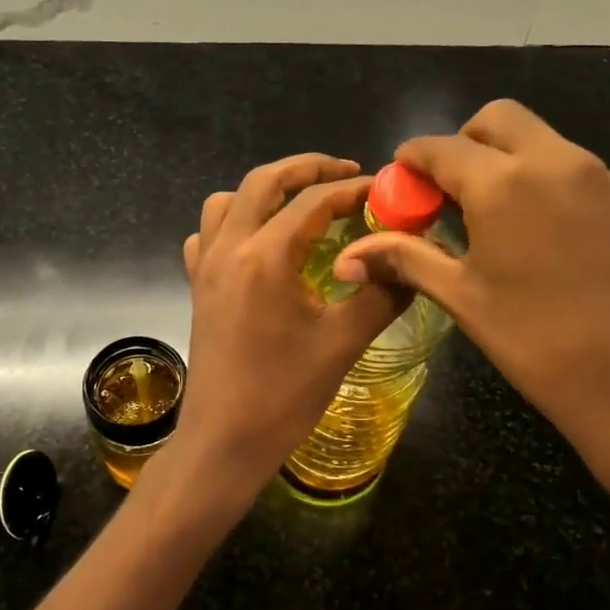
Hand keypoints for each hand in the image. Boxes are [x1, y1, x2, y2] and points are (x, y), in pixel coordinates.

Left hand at [175, 154, 408, 497]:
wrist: (223, 442)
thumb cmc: (283, 396)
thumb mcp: (343, 343)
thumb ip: (381, 292)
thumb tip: (411, 259)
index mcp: (265, 256)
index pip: (313, 201)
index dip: (353, 189)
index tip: (384, 189)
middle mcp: (229, 249)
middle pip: (263, 182)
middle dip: (307, 168)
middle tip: (346, 172)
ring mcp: (206, 267)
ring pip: (228, 201)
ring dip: (266, 190)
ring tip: (302, 201)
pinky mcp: (198, 287)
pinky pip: (208, 234)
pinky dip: (234, 221)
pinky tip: (258, 242)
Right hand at [337, 100, 609, 520]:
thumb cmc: (538, 342)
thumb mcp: (464, 297)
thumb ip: (407, 259)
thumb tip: (349, 258)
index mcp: (504, 182)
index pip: (441, 147)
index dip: (411, 160)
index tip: (398, 184)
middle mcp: (553, 160)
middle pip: (496, 120)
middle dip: (461, 144)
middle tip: (445, 194)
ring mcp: (597, 176)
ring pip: (536, 139)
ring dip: (501, 158)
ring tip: (484, 217)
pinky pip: (567, 166)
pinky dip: (537, 178)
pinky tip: (530, 232)